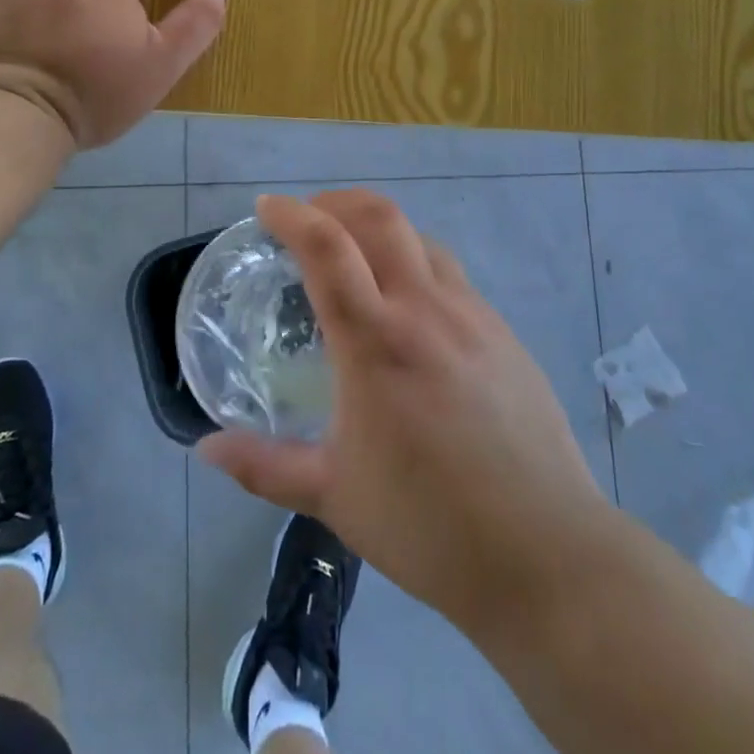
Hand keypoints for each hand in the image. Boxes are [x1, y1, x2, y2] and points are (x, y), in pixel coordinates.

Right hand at [198, 192, 608, 632]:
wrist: (547, 552)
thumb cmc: (429, 524)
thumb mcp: (335, 495)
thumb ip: (264, 466)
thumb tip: (205, 449)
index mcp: (375, 341)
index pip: (326, 247)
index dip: (291, 214)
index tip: (266, 207)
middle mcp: (424, 309)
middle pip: (379, 217)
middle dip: (336, 201)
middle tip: (308, 217)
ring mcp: (471, 314)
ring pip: (419, 238)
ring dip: (378, 227)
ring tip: (355, 254)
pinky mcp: (502, 331)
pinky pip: (449, 272)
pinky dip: (414, 261)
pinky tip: (408, 306)